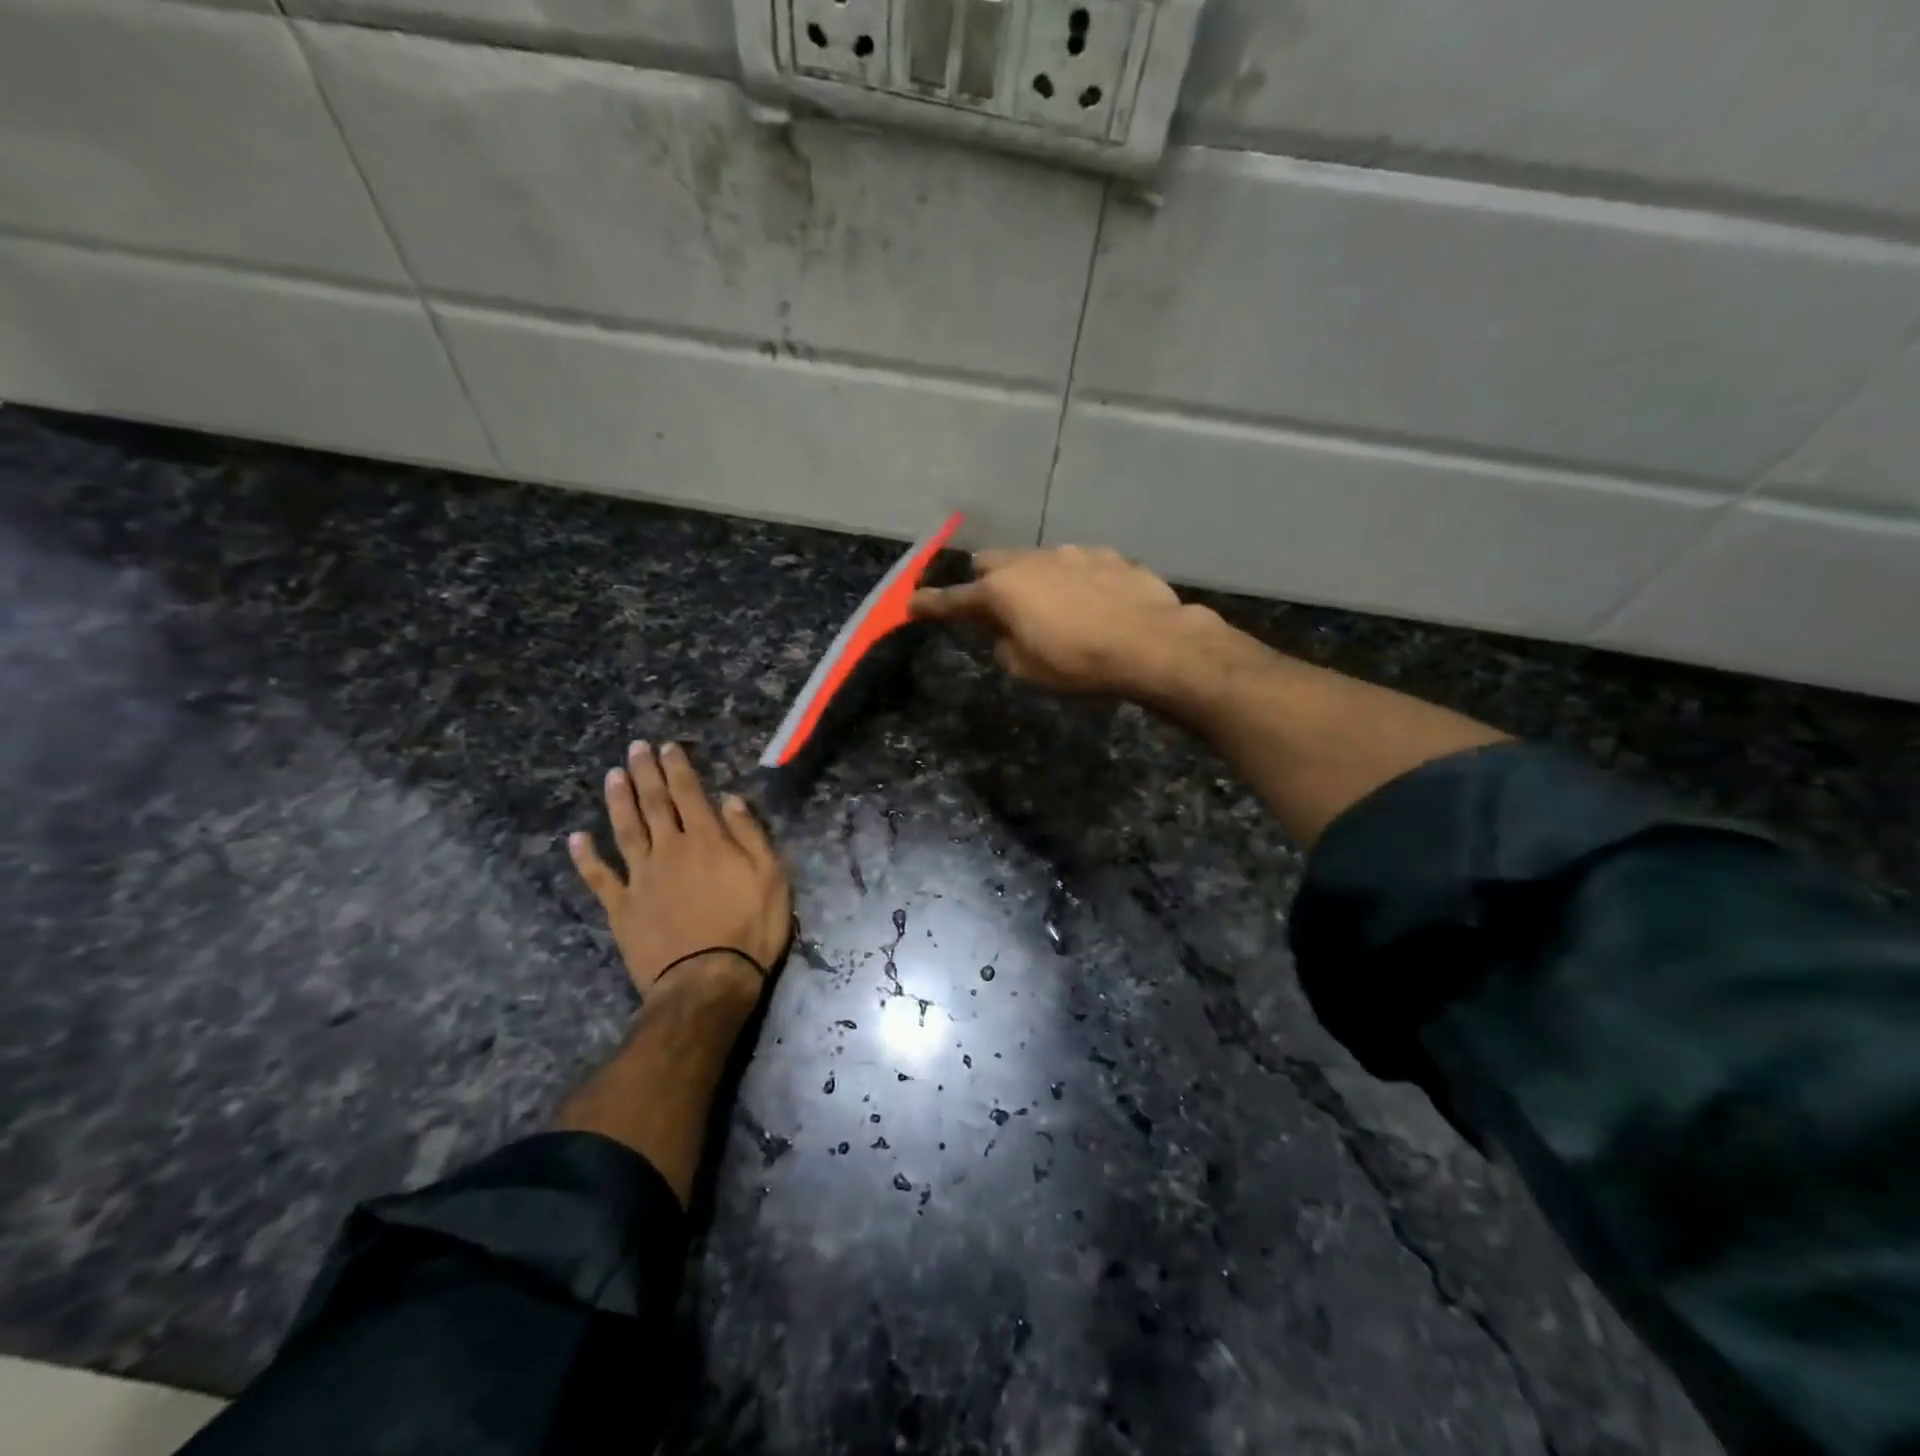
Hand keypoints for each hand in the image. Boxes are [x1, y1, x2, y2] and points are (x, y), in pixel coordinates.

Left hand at [569, 742, 791, 997]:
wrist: (708, 980)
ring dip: (619, 801)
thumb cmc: (750, 928)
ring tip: (612, 776)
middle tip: (636, 748)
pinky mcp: (622, 907)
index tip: (668, 747)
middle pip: (655, 804)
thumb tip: (731, 800)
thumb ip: (749, 835)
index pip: (690, 794)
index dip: (678, 768)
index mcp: (708, 841)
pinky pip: (600, 877)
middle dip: (646, 773)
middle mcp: (670, 850)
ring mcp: (641, 878)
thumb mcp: (771, 877)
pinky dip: (586, 857)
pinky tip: (576, 838)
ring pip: (626, 830)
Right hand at [911, 545, 1204, 697]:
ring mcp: (1071, 553)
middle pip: (992, 563)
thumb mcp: (1028, 670)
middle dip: (985, 582)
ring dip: (1032, 580)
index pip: (954, 599)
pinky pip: (1076, 563)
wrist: (1154, 643)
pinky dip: (1072, 580)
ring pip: (1036, 560)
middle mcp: (1031, 561)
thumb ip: (1004, 647)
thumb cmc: (1080, 663)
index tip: (911, 605)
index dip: (929, 605)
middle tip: (995, 608)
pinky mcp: (1107, 555)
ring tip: (1051, 608)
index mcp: (1002, 591)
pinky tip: (1092, 602)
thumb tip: (1004, 635)